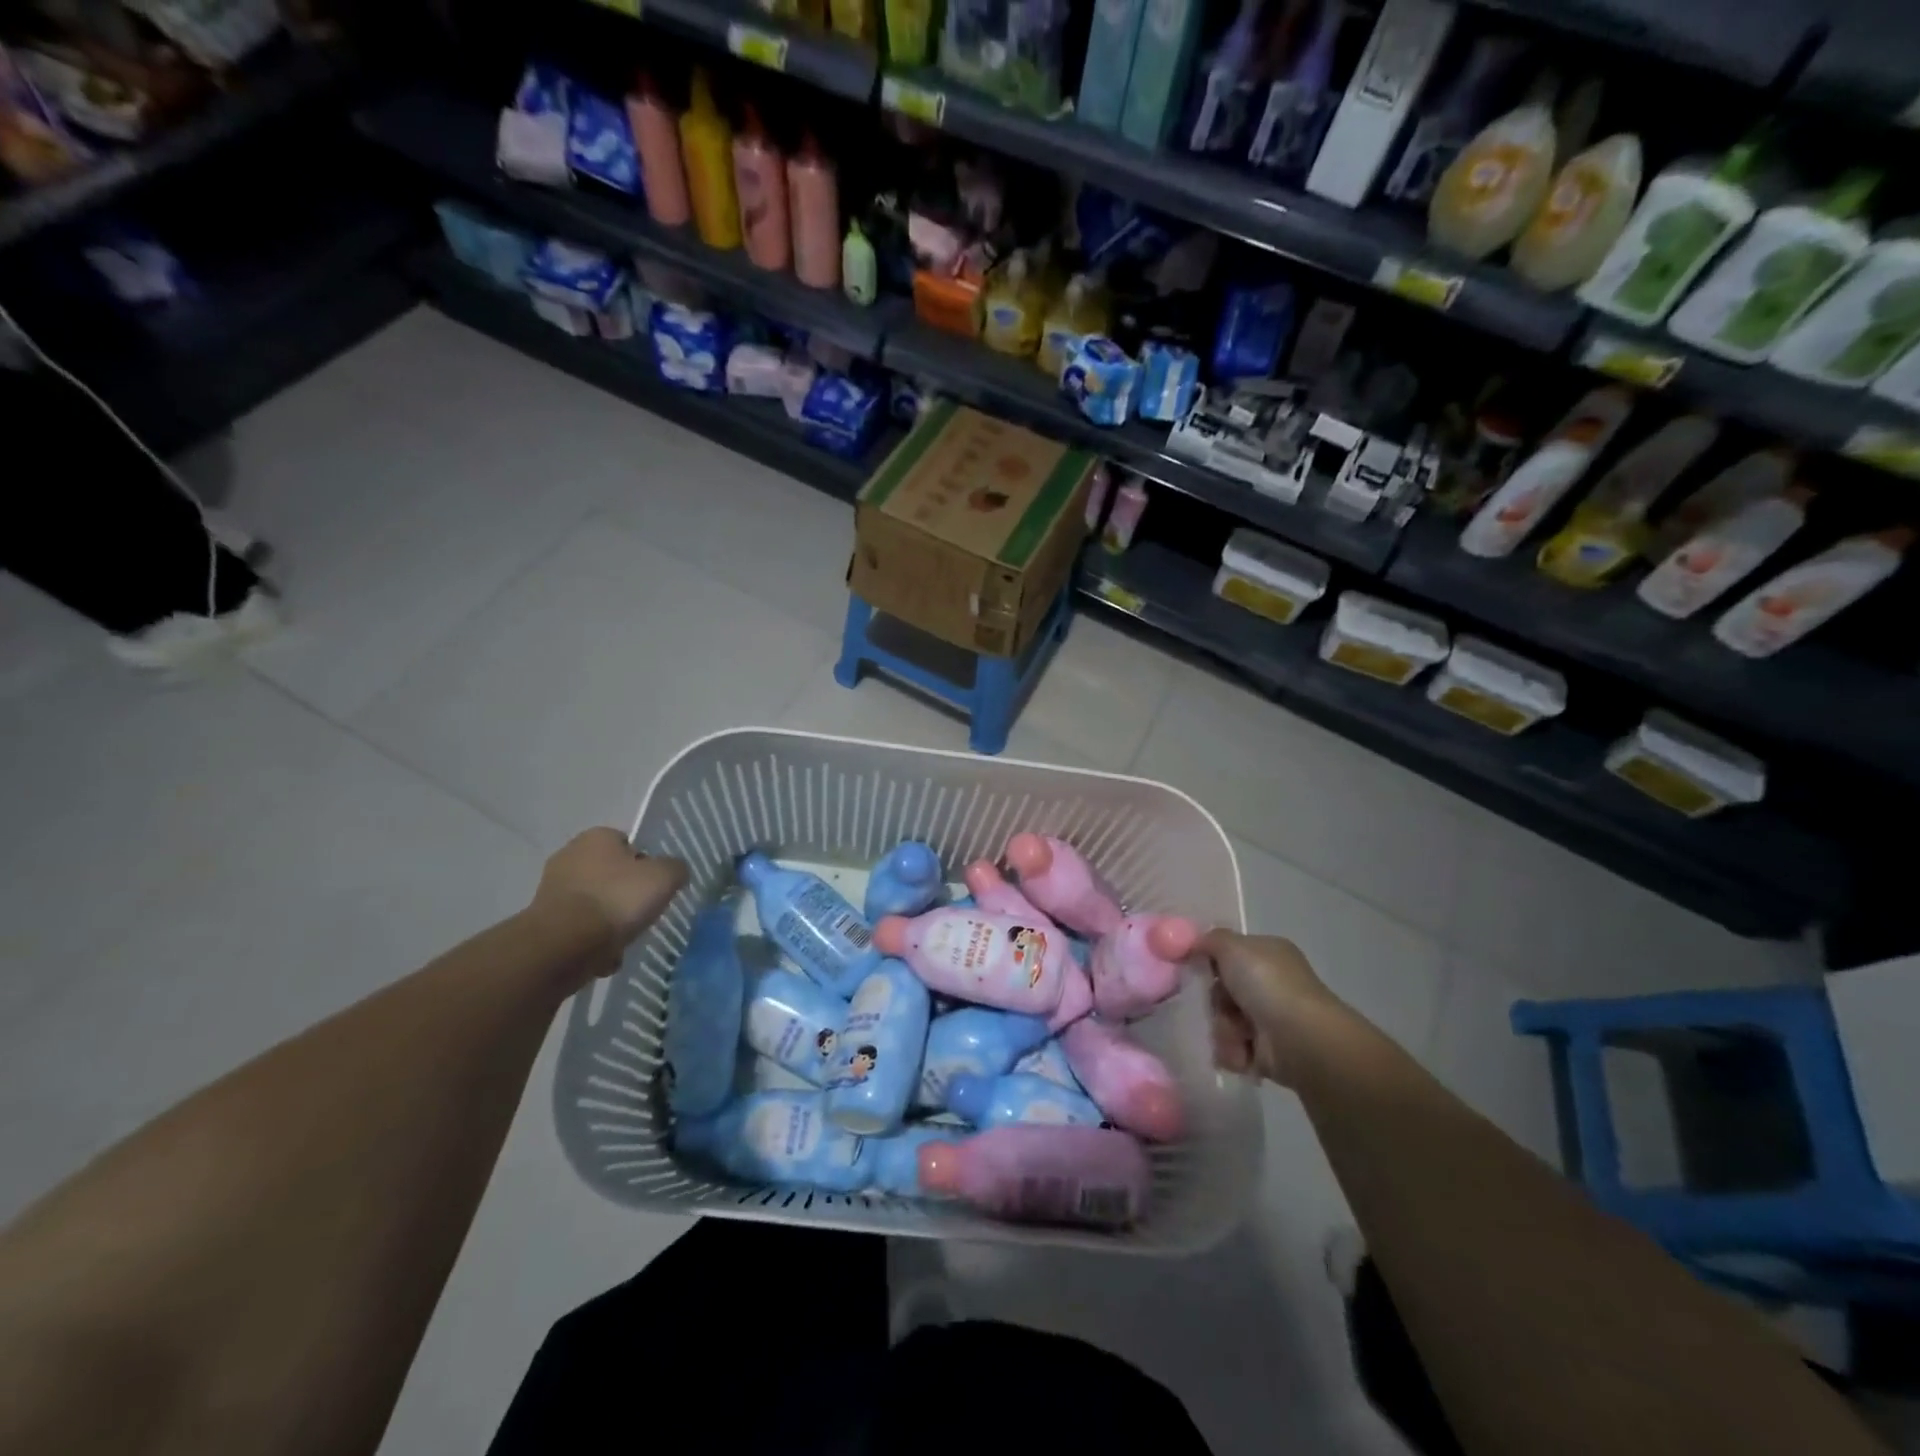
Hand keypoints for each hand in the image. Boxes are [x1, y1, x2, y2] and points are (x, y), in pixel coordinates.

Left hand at [531, 829, 687, 978]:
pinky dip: (592, 942)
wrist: (564, 945)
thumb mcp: (664, 877)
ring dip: (609, 922)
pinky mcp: (542, 922)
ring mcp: (552, 890)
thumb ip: (675, 869)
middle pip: (611, 876)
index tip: (656, 887)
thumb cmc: (618, 899)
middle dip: (626, 896)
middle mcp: (569, 856)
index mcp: (597, 837)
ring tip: (625, 941)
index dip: (646, 865)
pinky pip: (579, 930)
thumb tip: (674, 871)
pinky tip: (604, 957)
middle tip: (643, 913)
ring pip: (595, 905)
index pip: (629, 844)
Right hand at [1201, 930, 1341, 1086]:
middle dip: (1216, 1003)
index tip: (1196, 971)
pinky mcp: (1268, 1052)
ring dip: (1223, 1030)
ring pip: (1225, 1021)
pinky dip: (1233, 1052)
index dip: (1211, 962)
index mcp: (1268, 954)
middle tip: (1222, 1007)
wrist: (1299, 1038)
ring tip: (1236, 1036)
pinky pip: (1234, 1049)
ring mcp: (1271, 1018)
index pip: (1230, 955)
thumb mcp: (1231, 945)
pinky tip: (1241, 1052)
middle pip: (1223, 991)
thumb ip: (1209, 940)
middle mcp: (1272, 984)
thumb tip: (1195, 944)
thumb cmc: (1266, 984)